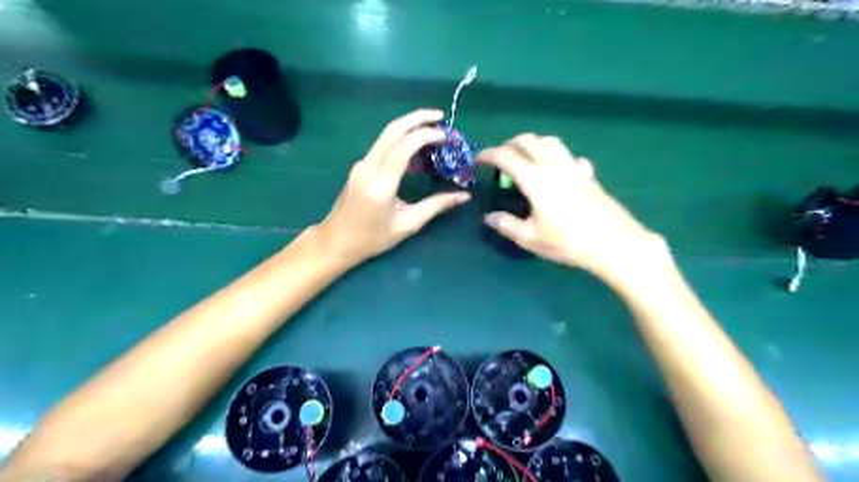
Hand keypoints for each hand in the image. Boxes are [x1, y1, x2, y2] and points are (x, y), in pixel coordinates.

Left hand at [315, 110, 468, 266]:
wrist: (336, 241)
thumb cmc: (372, 238)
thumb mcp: (407, 225)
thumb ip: (436, 206)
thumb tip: (464, 196)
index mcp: (381, 184)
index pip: (403, 147)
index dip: (426, 135)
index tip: (445, 137)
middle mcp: (368, 167)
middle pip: (392, 130)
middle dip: (417, 118)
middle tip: (440, 116)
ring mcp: (361, 164)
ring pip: (386, 134)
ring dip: (409, 127)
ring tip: (432, 130)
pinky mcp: (360, 166)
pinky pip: (382, 146)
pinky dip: (400, 140)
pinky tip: (416, 149)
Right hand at [481, 134, 666, 279]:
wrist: (613, 243)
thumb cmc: (568, 242)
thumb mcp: (530, 238)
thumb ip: (506, 225)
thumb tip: (489, 217)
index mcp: (535, 179)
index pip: (507, 156)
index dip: (489, 154)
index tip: (478, 160)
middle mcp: (553, 165)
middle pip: (528, 140)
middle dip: (509, 144)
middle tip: (499, 159)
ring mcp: (573, 167)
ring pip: (549, 141)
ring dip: (532, 144)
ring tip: (524, 159)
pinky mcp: (588, 174)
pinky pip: (567, 154)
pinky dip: (554, 155)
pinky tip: (555, 171)